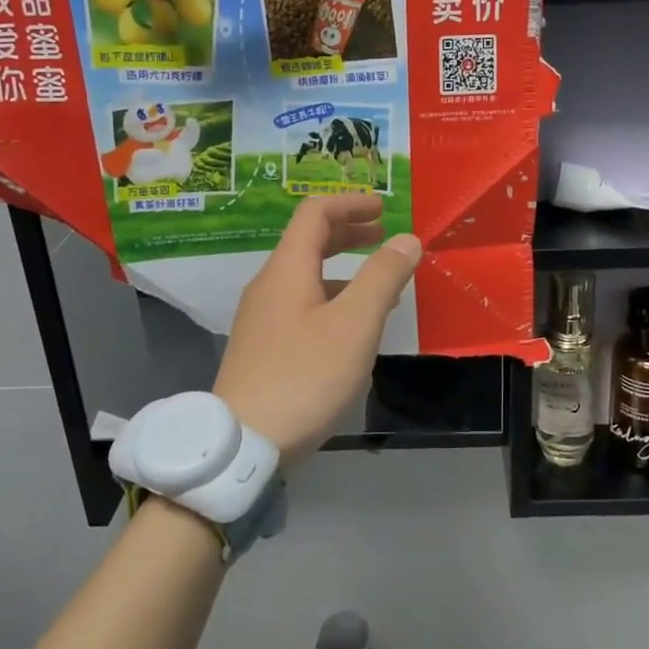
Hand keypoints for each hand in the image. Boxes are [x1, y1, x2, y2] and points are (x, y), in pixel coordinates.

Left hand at [215, 195, 420, 464]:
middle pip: (308, 242)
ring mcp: (261, 318)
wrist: (241, 444)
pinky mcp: (262, 347)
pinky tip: (352, 327)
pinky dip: (332, 297)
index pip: (315, 214)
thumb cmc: (304, 377)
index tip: (384, 207)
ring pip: (305, 275)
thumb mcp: (354, 325)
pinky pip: (301, 304)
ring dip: (343, 268)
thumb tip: (406, 240)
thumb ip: (383, 278)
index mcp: (287, 269)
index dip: (351, 203)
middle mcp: (269, 285)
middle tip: (384, 235)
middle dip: (349, 232)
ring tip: (380, 283)